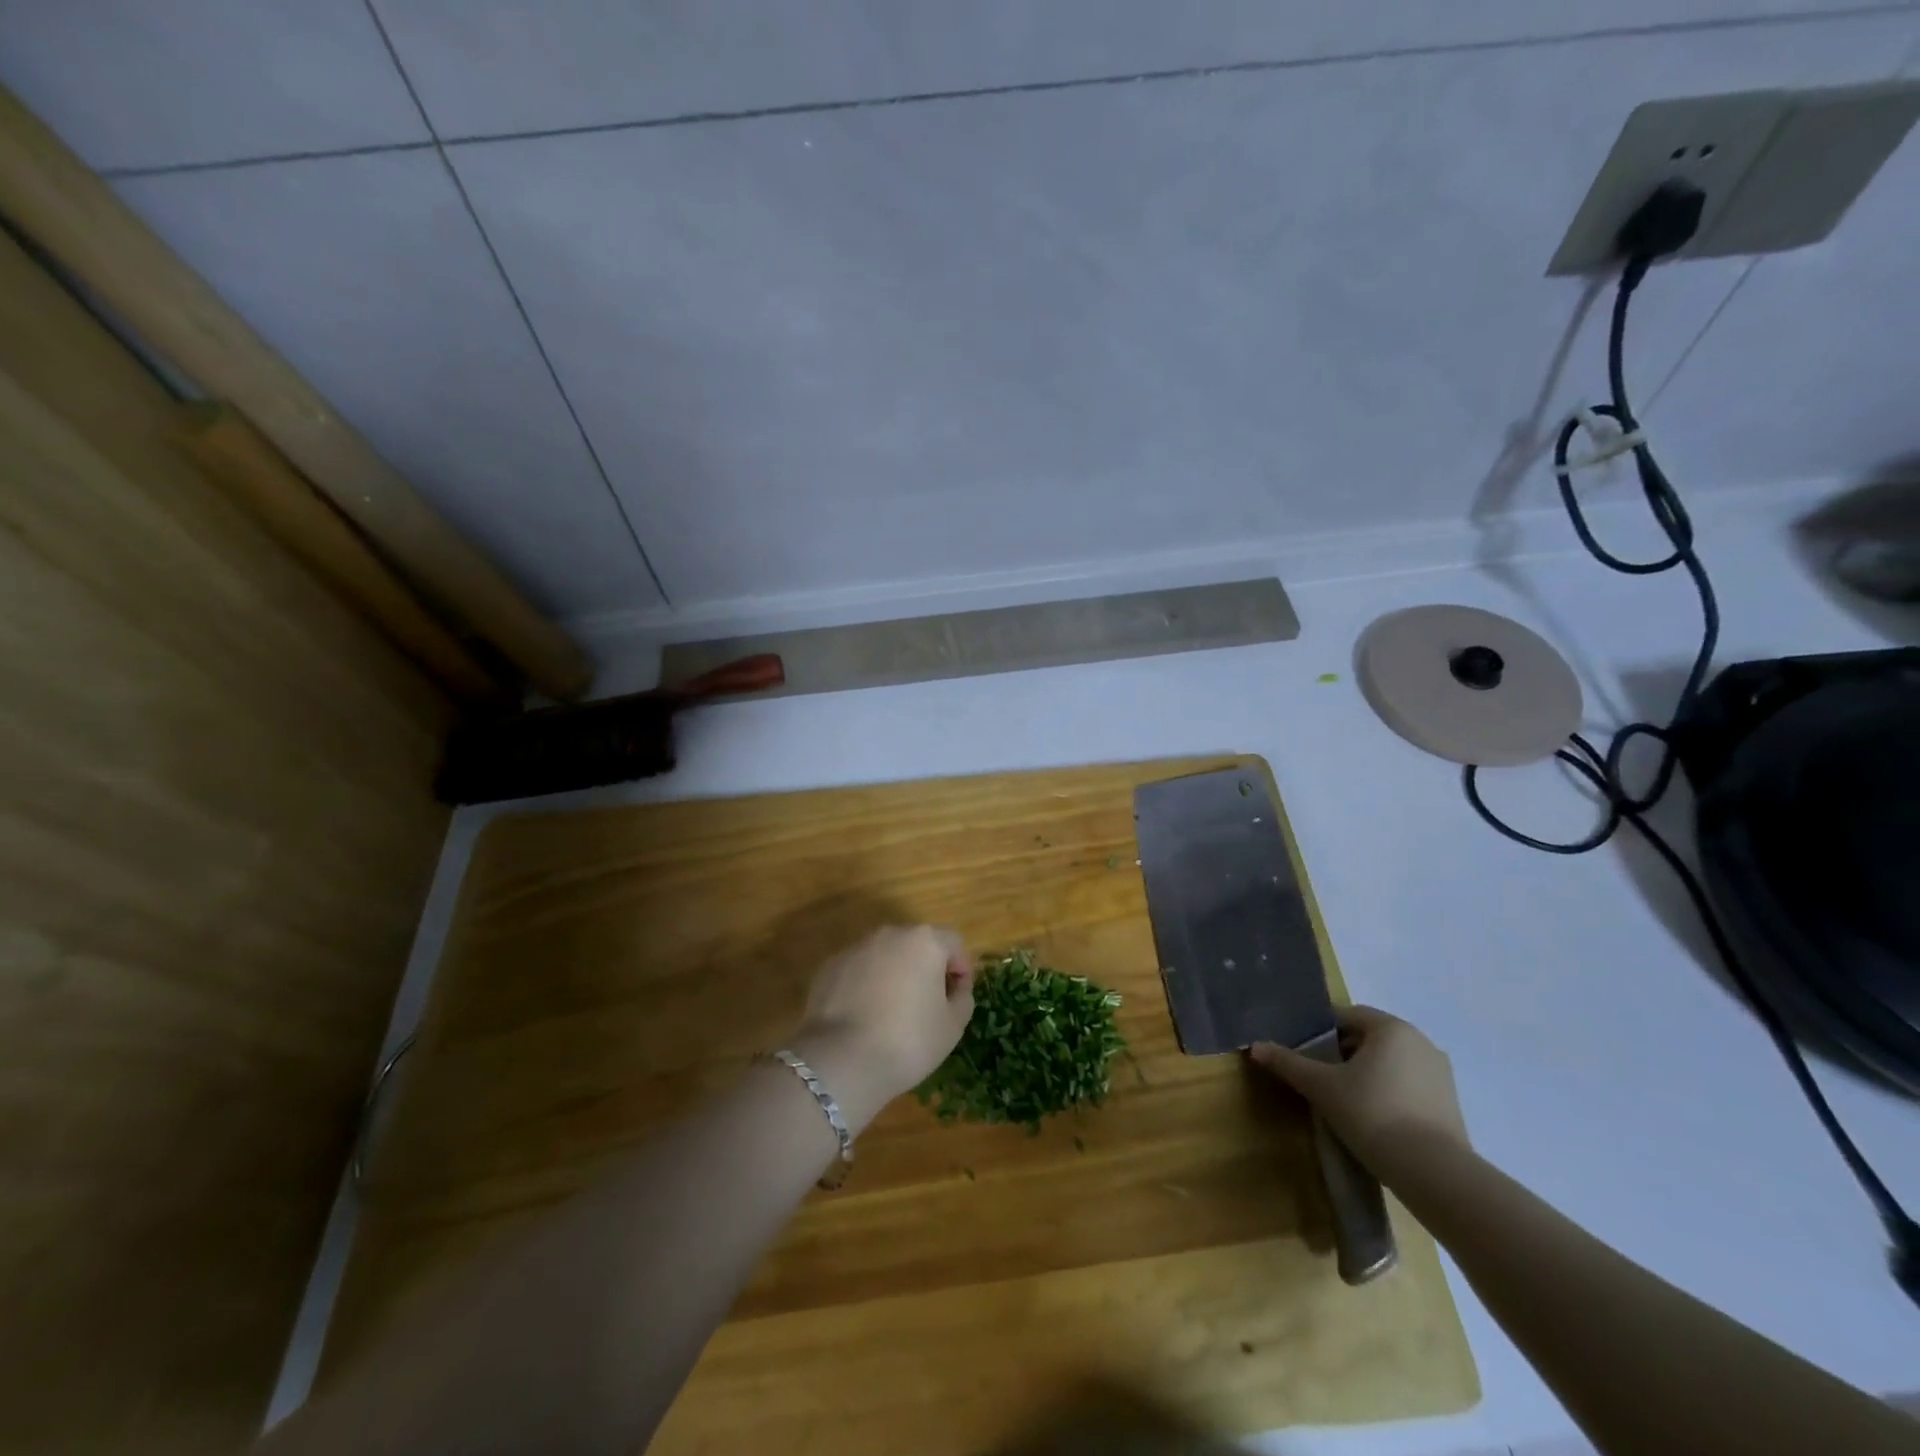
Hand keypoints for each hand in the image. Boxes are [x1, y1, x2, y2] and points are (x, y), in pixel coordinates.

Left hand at [793, 926, 974, 1111]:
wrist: (842, 1060)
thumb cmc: (909, 1040)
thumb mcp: (952, 1026)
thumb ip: (962, 998)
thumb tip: (955, 987)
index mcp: (924, 941)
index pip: (953, 944)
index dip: (961, 969)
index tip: (957, 999)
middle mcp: (889, 934)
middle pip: (917, 945)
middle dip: (925, 969)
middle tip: (927, 1006)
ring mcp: (855, 948)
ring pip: (885, 957)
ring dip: (893, 976)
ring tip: (891, 1014)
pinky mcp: (828, 967)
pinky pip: (858, 971)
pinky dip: (865, 986)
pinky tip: (863, 1018)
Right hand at [1250, 1006, 1468, 1168]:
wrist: (1435, 1174)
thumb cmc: (1373, 1114)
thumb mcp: (1322, 1087)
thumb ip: (1288, 1063)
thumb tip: (1255, 1046)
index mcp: (1392, 1028)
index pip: (1347, 1016)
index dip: (1320, 1032)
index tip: (1304, 1054)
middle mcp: (1421, 1042)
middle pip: (1368, 1039)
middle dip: (1341, 1054)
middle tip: (1319, 1079)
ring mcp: (1440, 1075)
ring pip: (1389, 1064)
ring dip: (1365, 1076)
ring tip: (1344, 1102)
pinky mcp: (1450, 1105)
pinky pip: (1408, 1087)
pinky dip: (1387, 1095)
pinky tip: (1372, 1120)